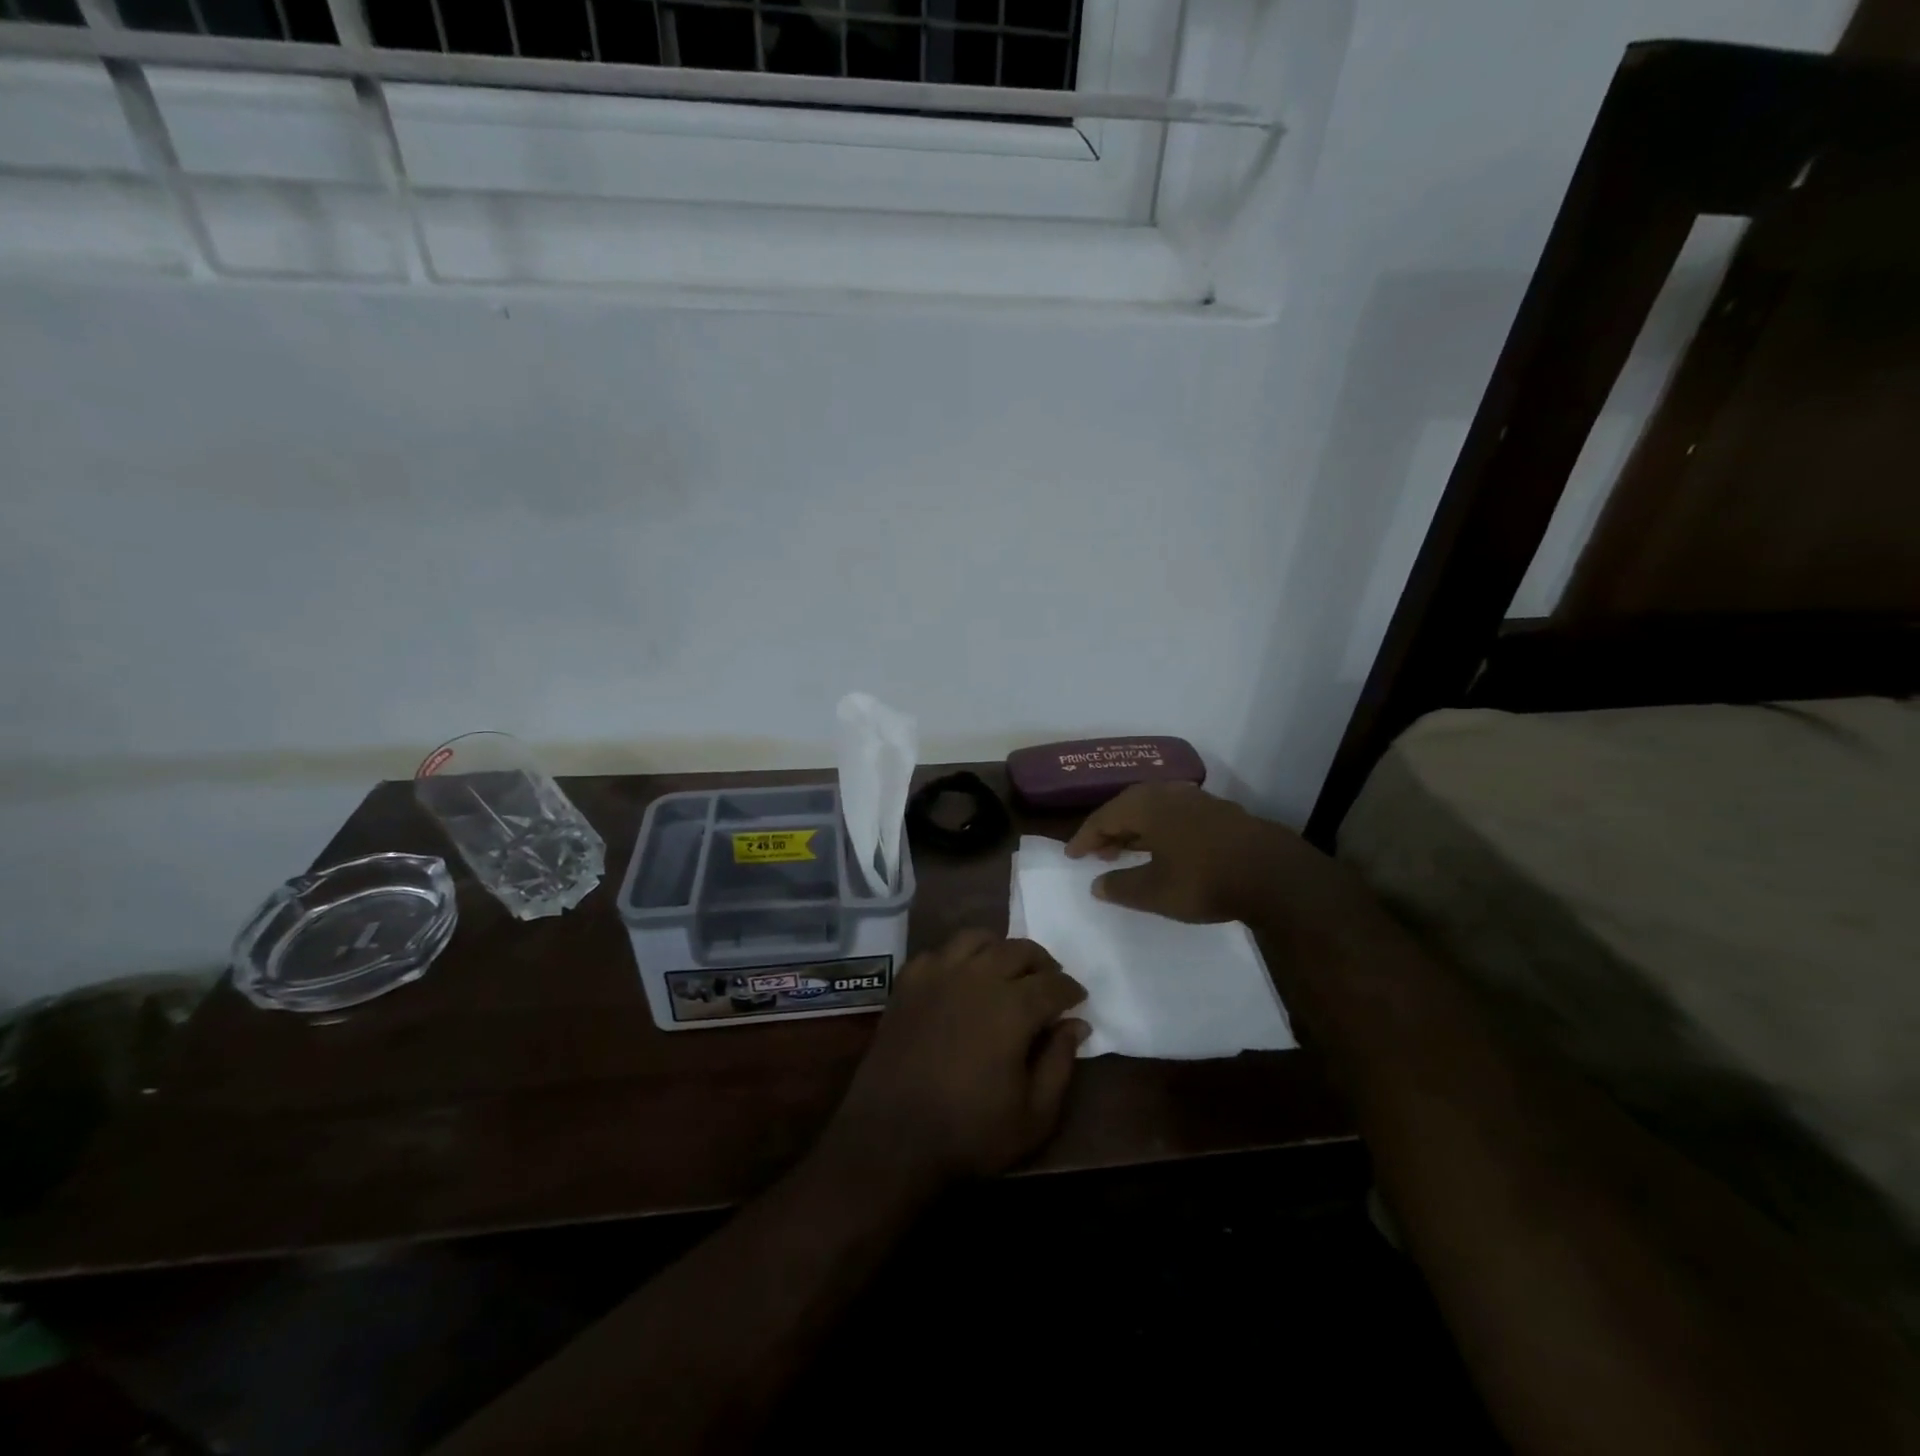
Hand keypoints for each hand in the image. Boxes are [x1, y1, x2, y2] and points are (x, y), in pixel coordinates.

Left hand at [822, 931, 1088, 1190]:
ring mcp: (938, 974)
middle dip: (1042, 963)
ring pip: (978, 939)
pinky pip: (940, 951)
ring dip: (1000, 948)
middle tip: (1049, 981)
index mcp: (1013, 1007)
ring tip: (1008, 968)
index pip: (1053, 984)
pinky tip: (962, 976)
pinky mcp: (908, 982)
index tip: (1078, 999)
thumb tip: (1076, 1025)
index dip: (1071, 989)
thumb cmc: (970, 1133)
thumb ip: (1060, 1064)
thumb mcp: (1034, 1115)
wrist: (891, 1138)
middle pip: (1018, 950)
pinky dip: (958, 956)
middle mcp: (978, 977)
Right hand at [1064, 782, 1314, 922]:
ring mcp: (1196, 799)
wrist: (1274, 875)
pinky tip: (1165, 847)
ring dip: (1135, 828)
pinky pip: (1175, 813)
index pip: (1103, 817)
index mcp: (1146, 806)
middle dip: (1110, 829)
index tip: (1071, 855)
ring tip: (1127, 850)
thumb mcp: (1155, 892)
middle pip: (1127, 806)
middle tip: (1098, 853)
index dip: (1085, 837)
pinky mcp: (1219, 811)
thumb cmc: (1204, 880)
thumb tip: (1096, 885)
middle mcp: (1168, 794)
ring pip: (1154, 808)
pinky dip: (1160, 828)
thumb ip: (1121, 887)